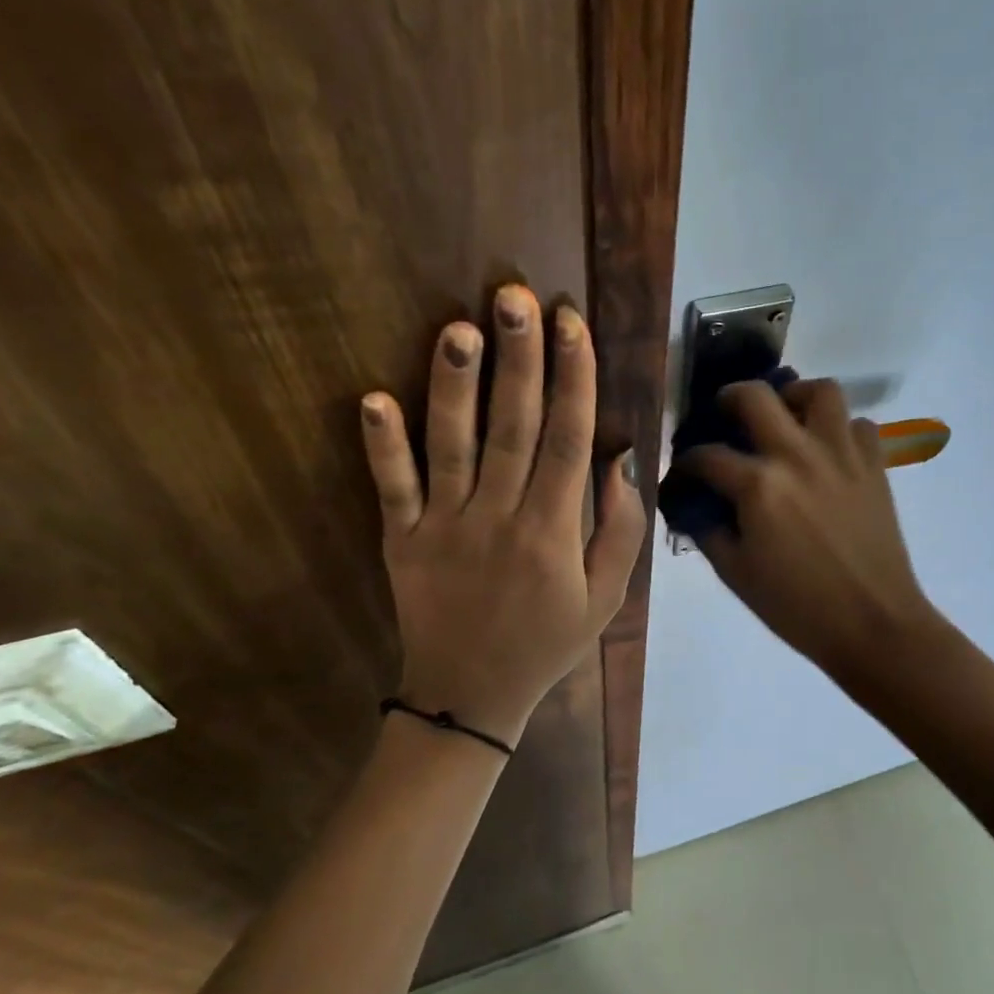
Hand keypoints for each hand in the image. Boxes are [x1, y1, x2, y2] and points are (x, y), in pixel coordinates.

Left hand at [360, 285, 645, 746]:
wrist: (471, 697)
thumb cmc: (546, 642)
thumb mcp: (606, 597)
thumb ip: (620, 529)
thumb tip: (618, 458)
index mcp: (553, 531)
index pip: (568, 439)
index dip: (573, 377)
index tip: (571, 323)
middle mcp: (499, 518)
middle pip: (513, 427)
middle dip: (518, 358)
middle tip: (514, 296)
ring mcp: (444, 527)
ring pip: (452, 446)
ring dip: (454, 386)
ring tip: (458, 327)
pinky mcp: (401, 540)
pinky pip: (392, 488)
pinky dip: (382, 446)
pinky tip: (373, 399)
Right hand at [679, 379, 937, 679]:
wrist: (873, 624)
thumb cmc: (797, 606)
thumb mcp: (736, 574)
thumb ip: (708, 530)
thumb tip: (694, 505)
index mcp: (758, 485)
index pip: (706, 456)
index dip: (686, 462)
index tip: (683, 472)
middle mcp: (798, 455)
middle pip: (755, 396)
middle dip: (729, 398)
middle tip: (726, 414)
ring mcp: (841, 455)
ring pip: (820, 390)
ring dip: (795, 397)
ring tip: (786, 417)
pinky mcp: (875, 465)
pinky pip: (858, 424)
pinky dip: (840, 429)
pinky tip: (827, 451)